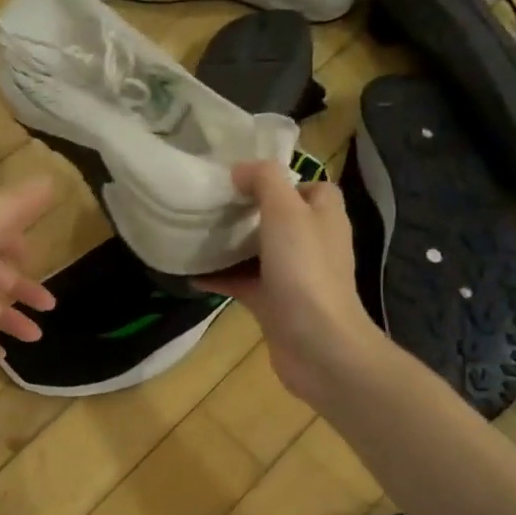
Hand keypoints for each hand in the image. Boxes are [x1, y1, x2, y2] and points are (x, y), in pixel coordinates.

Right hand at [197, 161, 383, 403]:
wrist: (317, 344)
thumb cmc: (305, 271)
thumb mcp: (286, 211)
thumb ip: (264, 181)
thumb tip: (241, 170)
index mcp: (324, 216)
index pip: (311, 187)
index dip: (282, 180)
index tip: (246, 180)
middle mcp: (313, 243)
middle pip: (280, 218)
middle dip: (248, 211)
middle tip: (213, 204)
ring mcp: (294, 276)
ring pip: (259, 251)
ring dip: (231, 245)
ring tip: (196, 233)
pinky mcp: (274, 304)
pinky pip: (243, 283)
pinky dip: (220, 278)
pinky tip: (191, 275)